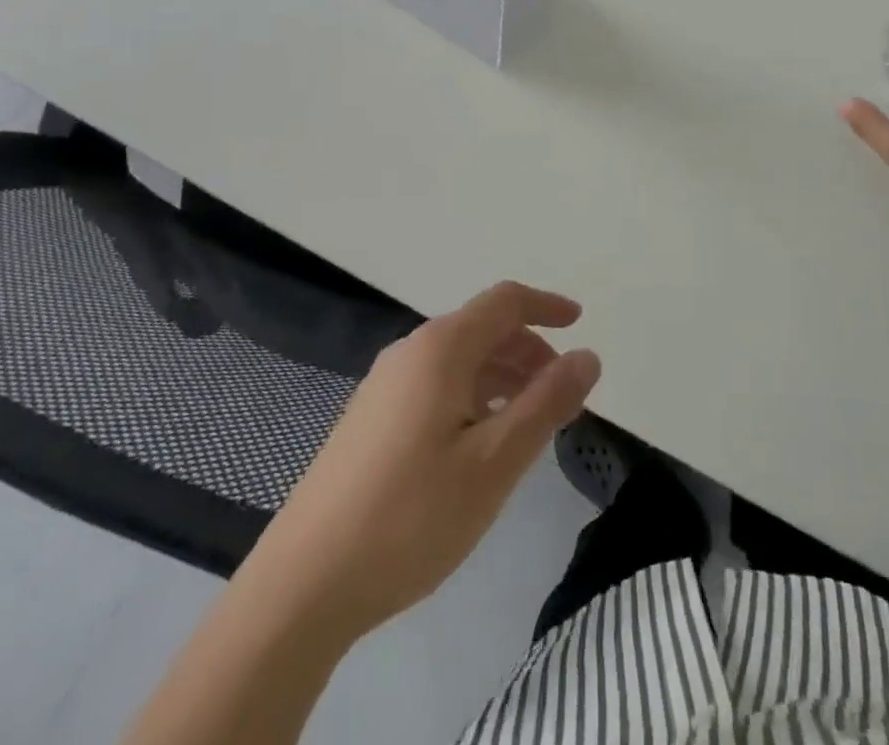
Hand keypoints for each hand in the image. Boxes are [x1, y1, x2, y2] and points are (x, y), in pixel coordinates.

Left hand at [262, 282, 600, 639]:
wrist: (300, 586)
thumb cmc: (410, 516)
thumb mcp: (494, 462)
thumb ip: (546, 403)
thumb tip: (588, 356)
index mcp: (440, 349)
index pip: (504, 301)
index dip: (547, 305)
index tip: (581, 323)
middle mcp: (410, 353)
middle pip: (482, 328)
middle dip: (529, 349)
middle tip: (562, 392)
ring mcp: (383, 386)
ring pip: (459, 360)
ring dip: (503, 376)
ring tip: (529, 423)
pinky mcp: (369, 420)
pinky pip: (436, 386)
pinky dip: (473, 396)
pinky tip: (479, 444)